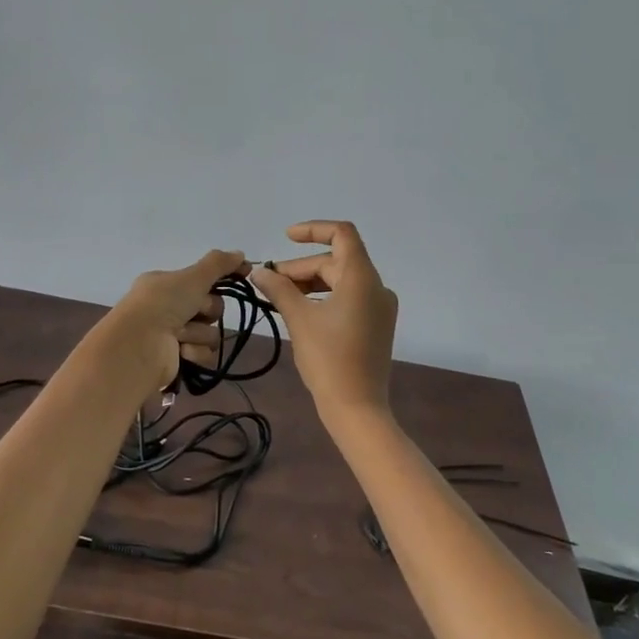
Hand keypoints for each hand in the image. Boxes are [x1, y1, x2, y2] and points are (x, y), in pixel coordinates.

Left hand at [98, 248, 245, 396]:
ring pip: (208, 332)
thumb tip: (240, 253)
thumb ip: (218, 264)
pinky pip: (203, 353)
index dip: (223, 277)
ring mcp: (171, 335)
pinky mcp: (177, 359)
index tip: (245, 273)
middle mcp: (167, 307)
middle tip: (193, 311)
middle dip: (206, 310)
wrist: (139, 345)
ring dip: (198, 333)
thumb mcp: (192, 277)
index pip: (202, 279)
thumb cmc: (163, 304)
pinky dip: (194, 352)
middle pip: (210, 307)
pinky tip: (180, 351)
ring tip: (179, 335)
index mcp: (165, 284)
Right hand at [247, 221, 397, 418]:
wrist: (357, 408)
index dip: (313, 230)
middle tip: (269, 283)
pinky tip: (299, 312)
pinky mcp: (376, 326)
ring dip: (309, 283)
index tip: (286, 238)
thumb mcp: (299, 319)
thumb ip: (279, 289)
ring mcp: (379, 308)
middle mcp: (376, 287)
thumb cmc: (328, 359)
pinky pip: (348, 299)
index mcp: (362, 279)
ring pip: (340, 281)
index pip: (342, 235)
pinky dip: (323, 298)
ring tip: (279, 297)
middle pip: (336, 261)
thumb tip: (259, 271)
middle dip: (301, 267)